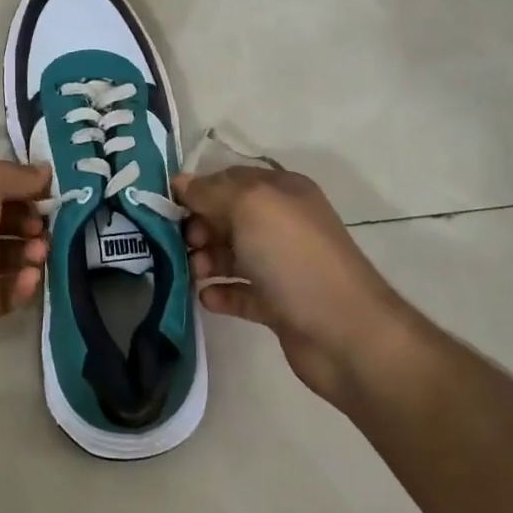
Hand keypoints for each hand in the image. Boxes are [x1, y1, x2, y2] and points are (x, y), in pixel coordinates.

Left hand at [0, 159, 51, 377]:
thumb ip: (16, 176)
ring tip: (38, 257)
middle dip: (31, 222)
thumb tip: (43, 171)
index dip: (25, 186)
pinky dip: (19, 287)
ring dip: (29, 254)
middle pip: (3, 218)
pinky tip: (27, 282)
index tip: (53, 195)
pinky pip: (2, 292)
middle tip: (43, 231)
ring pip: (6, 256)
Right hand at [172, 166, 409, 405]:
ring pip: (230, 254)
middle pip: (226, 217)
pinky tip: (207, 298)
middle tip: (184, 244)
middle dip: (199, 227)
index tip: (166, 206)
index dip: (198, 189)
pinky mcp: (278, 304)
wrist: (345, 333)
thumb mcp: (250, 206)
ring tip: (195, 273)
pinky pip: (239, 291)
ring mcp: (281, 265)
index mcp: (282, 191)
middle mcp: (282, 223)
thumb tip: (180, 183)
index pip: (229, 179)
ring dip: (205, 260)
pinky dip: (220, 292)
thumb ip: (210, 191)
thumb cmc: (294, 257)